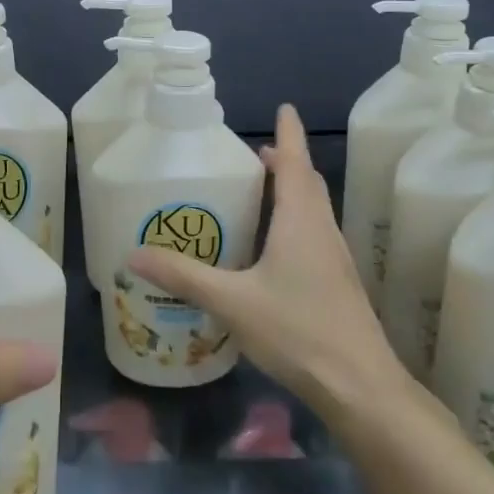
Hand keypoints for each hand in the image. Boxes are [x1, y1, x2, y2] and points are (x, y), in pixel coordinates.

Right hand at [125, 105, 434, 429]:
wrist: (360, 385)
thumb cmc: (298, 330)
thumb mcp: (232, 301)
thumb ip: (183, 276)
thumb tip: (134, 255)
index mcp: (300, 220)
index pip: (295, 162)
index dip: (288, 133)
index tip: (284, 108)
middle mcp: (322, 230)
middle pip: (306, 182)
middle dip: (285, 161)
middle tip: (254, 153)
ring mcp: (334, 258)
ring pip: (313, 209)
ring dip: (291, 191)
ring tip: (259, 192)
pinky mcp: (336, 282)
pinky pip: (314, 234)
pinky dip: (294, 221)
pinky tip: (272, 248)